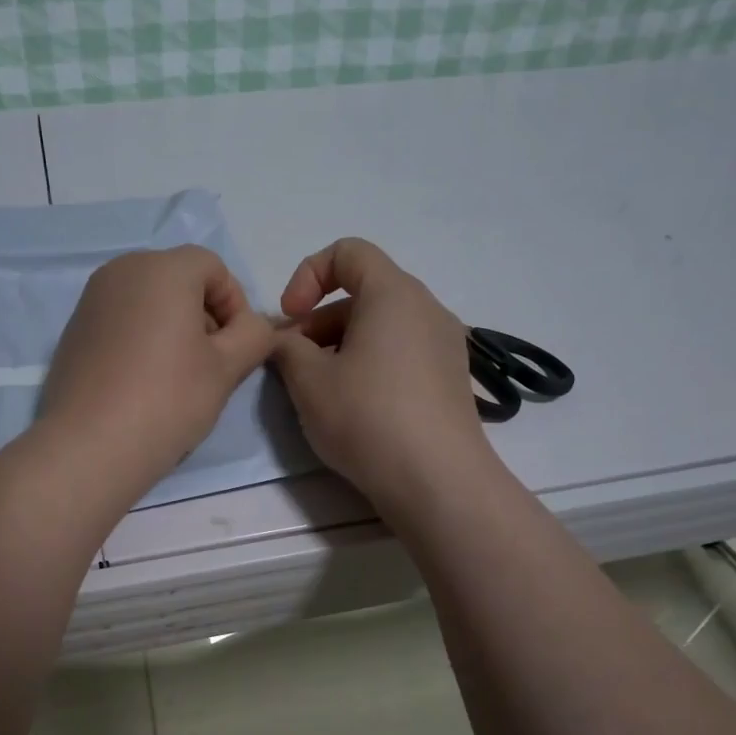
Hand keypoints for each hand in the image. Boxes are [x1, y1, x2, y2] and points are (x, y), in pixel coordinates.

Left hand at [41, 245, 275, 491]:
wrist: (90, 445)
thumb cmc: (168, 399)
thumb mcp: (227, 368)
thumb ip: (254, 335)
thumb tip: (256, 326)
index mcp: (162, 268)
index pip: (214, 267)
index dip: (235, 304)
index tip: (237, 347)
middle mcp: (122, 270)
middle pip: (179, 279)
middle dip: (203, 313)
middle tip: (211, 362)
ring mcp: (92, 298)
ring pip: (149, 299)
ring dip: (173, 325)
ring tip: (178, 374)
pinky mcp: (74, 328)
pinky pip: (121, 319)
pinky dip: (141, 337)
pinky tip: (143, 380)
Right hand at [270, 239, 493, 508]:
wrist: (438, 482)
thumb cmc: (367, 417)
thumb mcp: (308, 380)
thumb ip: (286, 348)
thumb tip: (284, 341)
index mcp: (394, 293)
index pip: (348, 252)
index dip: (307, 275)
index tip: (289, 317)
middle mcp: (427, 308)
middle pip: (363, 292)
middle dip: (319, 320)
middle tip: (292, 362)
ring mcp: (445, 345)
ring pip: (381, 326)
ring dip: (341, 345)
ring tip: (318, 388)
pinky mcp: (451, 379)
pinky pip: (401, 353)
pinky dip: (370, 363)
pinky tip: (353, 406)